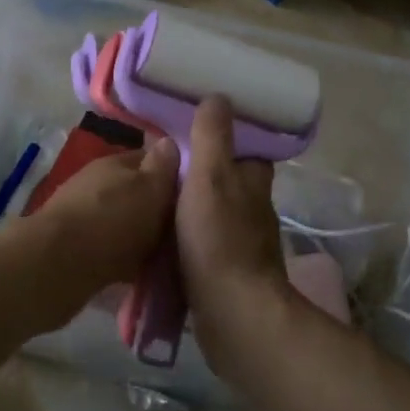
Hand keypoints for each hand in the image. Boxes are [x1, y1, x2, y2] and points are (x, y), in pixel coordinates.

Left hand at [22, 139, 179, 299]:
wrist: (58, 264)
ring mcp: (80, 213)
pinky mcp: (70, 245)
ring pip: (119, 220)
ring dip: (136, 235)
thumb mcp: (150, 188)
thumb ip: (162, 167)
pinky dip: (120, 257)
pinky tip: (135, 273)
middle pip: (134, 191)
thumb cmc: (113, 221)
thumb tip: (168, 142)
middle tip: (181, 231)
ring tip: (161, 256)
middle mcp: (96, 182)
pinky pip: (106, 247)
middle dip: (154, 208)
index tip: (194, 194)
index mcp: (115, 162)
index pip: (150, 159)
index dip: (172, 174)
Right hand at [176, 98, 296, 377]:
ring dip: (194, 206)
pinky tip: (162, 237)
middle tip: (165, 163)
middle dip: (204, 173)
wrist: (232, 314)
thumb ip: (212, 138)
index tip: (196, 129)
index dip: (226, 138)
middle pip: (229, 182)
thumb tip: (219, 96)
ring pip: (216, 214)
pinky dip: (188, 237)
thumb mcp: (210, 177)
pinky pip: (204, 244)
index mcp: (252, 183)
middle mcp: (253, 211)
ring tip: (156, 196)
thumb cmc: (219, 239)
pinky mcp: (226, 274)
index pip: (246, 151)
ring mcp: (241, 245)